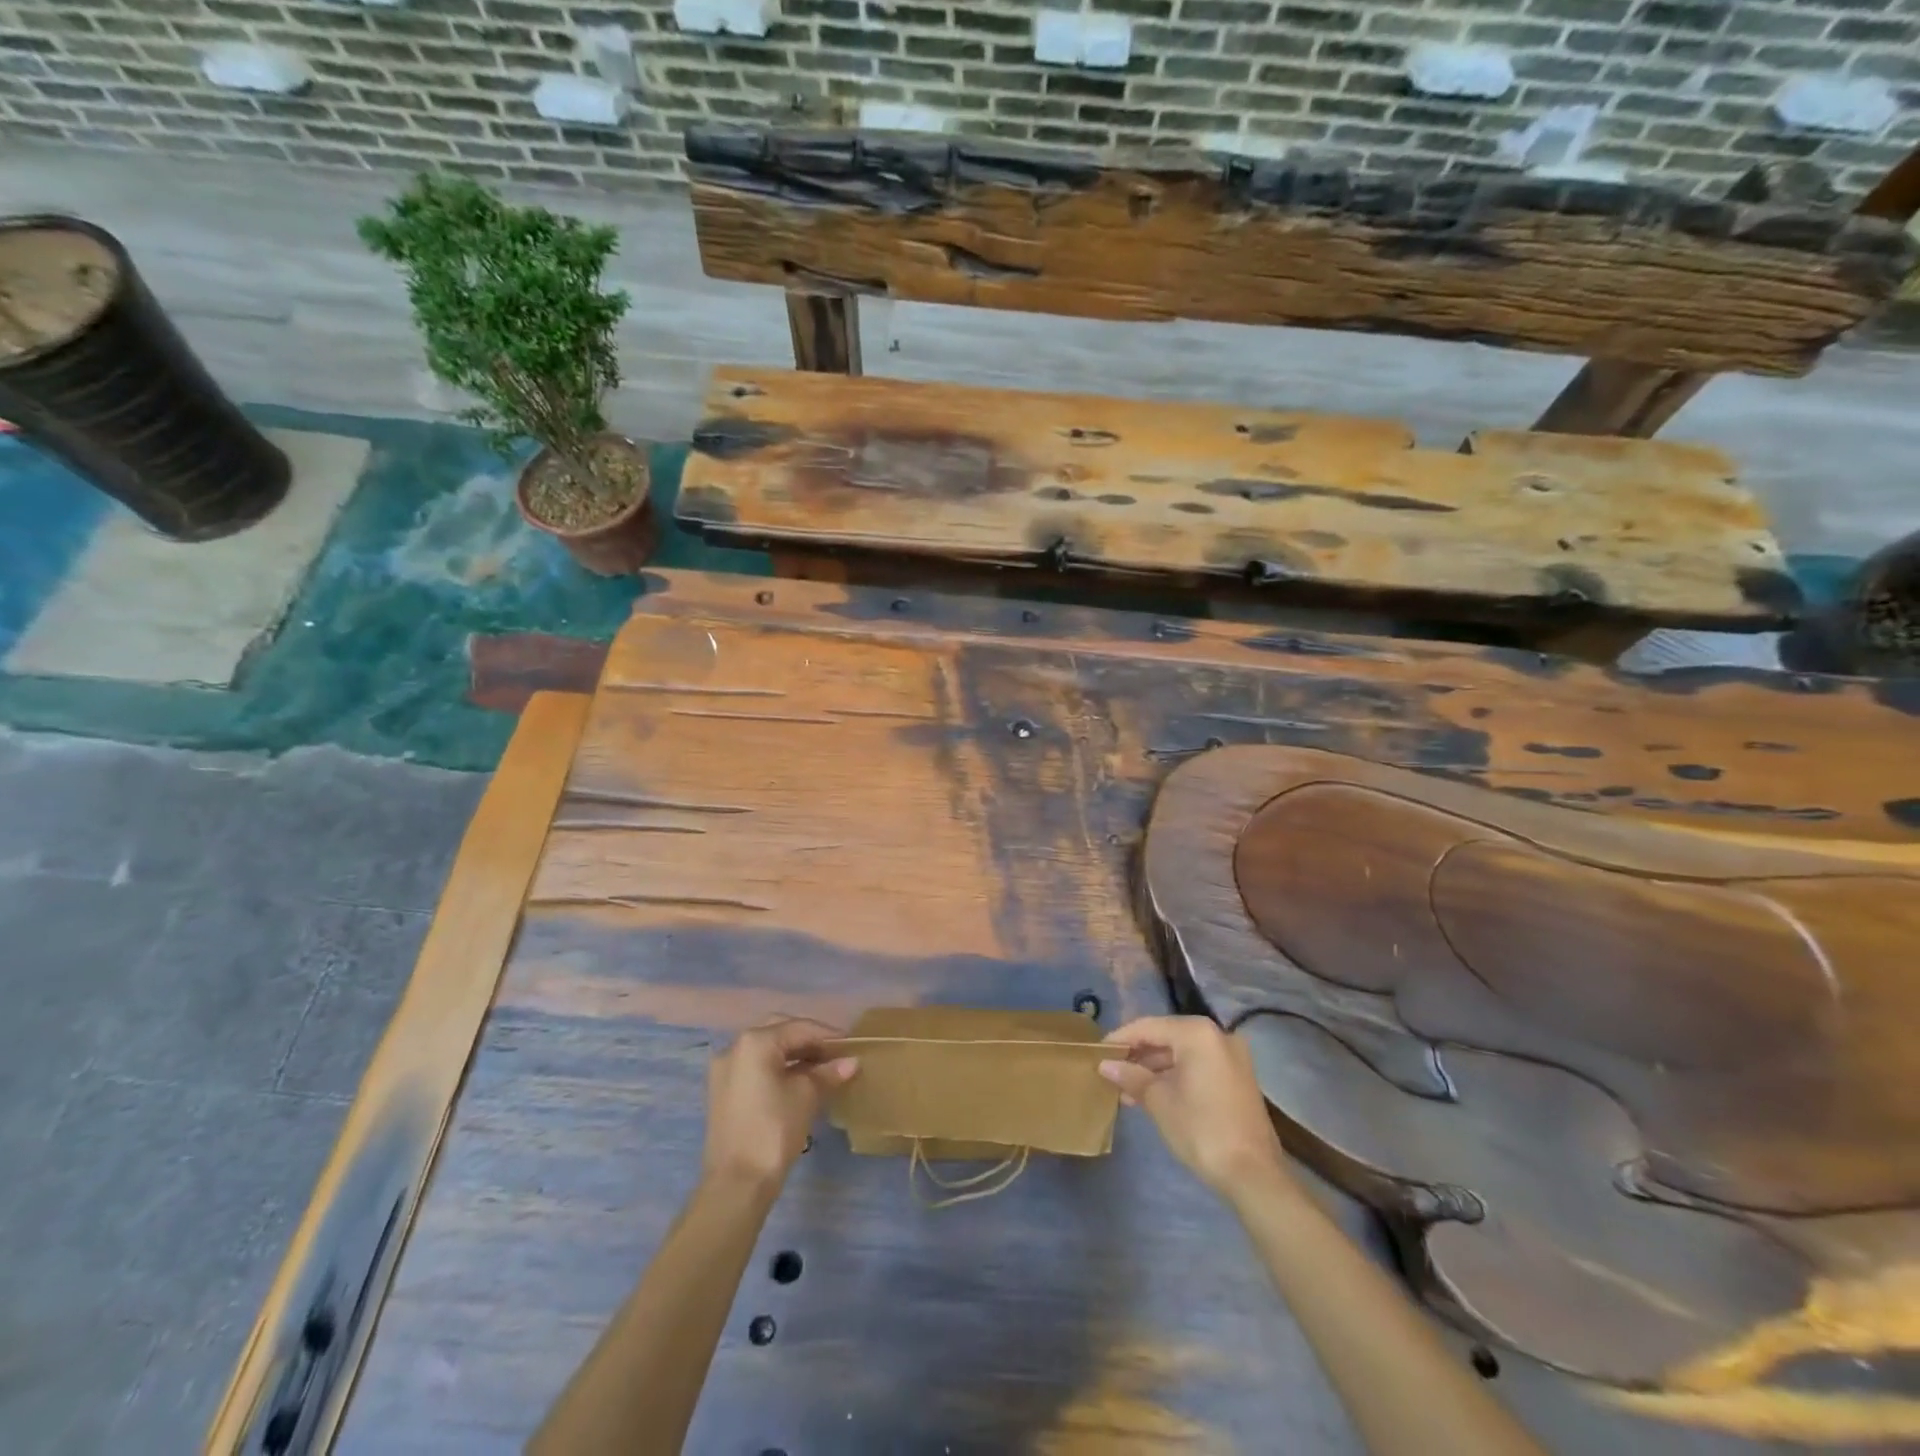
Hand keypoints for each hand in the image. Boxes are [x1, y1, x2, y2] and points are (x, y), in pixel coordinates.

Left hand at [703, 1018, 856, 1189]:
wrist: (736, 1184)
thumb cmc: (773, 1130)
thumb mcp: (806, 1096)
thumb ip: (828, 1072)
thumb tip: (851, 1062)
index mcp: (755, 1041)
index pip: (799, 1028)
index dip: (828, 1036)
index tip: (851, 1046)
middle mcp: (734, 1047)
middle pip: (779, 1032)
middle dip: (808, 1040)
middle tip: (834, 1054)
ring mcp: (724, 1070)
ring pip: (766, 1050)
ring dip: (793, 1055)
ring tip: (821, 1069)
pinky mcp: (723, 1092)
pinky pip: (755, 1068)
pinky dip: (777, 1068)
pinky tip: (798, 1082)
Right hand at [1099, 1016, 1290, 1200]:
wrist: (1253, 1175)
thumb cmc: (1201, 1129)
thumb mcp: (1159, 1101)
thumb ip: (1131, 1076)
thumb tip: (1105, 1065)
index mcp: (1197, 1033)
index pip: (1149, 1027)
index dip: (1121, 1039)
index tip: (1098, 1052)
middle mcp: (1217, 1035)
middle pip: (1167, 1037)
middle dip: (1138, 1055)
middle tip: (1111, 1071)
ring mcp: (1231, 1056)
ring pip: (1182, 1053)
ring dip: (1155, 1068)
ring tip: (1127, 1089)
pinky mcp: (1237, 1078)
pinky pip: (1198, 1066)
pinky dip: (1175, 1076)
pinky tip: (1152, 1094)